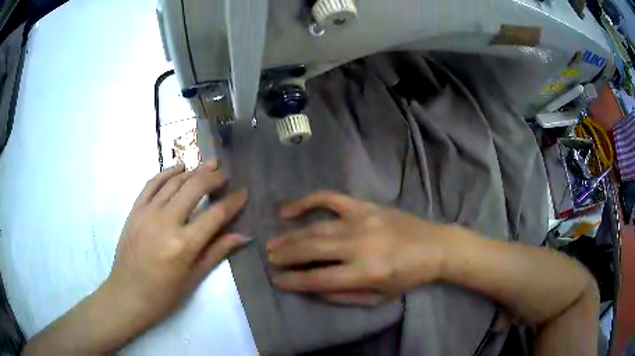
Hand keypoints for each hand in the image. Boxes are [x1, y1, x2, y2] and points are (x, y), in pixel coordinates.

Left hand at [105, 161, 247, 331]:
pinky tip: (179, 168)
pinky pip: (152, 184)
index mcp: (184, 245)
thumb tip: (243, 236)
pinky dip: (166, 172)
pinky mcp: (135, 210)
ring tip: (208, 165)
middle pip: (194, 188)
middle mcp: (166, 222)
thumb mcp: (194, 278)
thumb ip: (217, 252)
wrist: (128, 294)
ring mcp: (147, 213)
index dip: (233, 201)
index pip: (215, 215)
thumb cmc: (163, 294)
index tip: (243, 193)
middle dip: (213, 178)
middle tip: (225, 175)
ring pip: (174, 182)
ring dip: (193, 171)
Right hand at [266, 191, 451, 304]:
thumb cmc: (409, 276)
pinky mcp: (365, 206)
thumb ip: (344, 294)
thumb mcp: (379, 296)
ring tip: (272, 243)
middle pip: (311, 250)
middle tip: (268, 258)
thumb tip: (312, 287)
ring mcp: (361, 220)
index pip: (318, 279)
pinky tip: (290, 209)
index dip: (293, 281)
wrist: (435, 246)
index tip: (276, 279)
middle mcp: (359, 245)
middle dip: (285, 255)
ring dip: (290, 236)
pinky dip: (307, 201)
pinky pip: (330, 198)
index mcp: (365, 271)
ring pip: (316, 228)